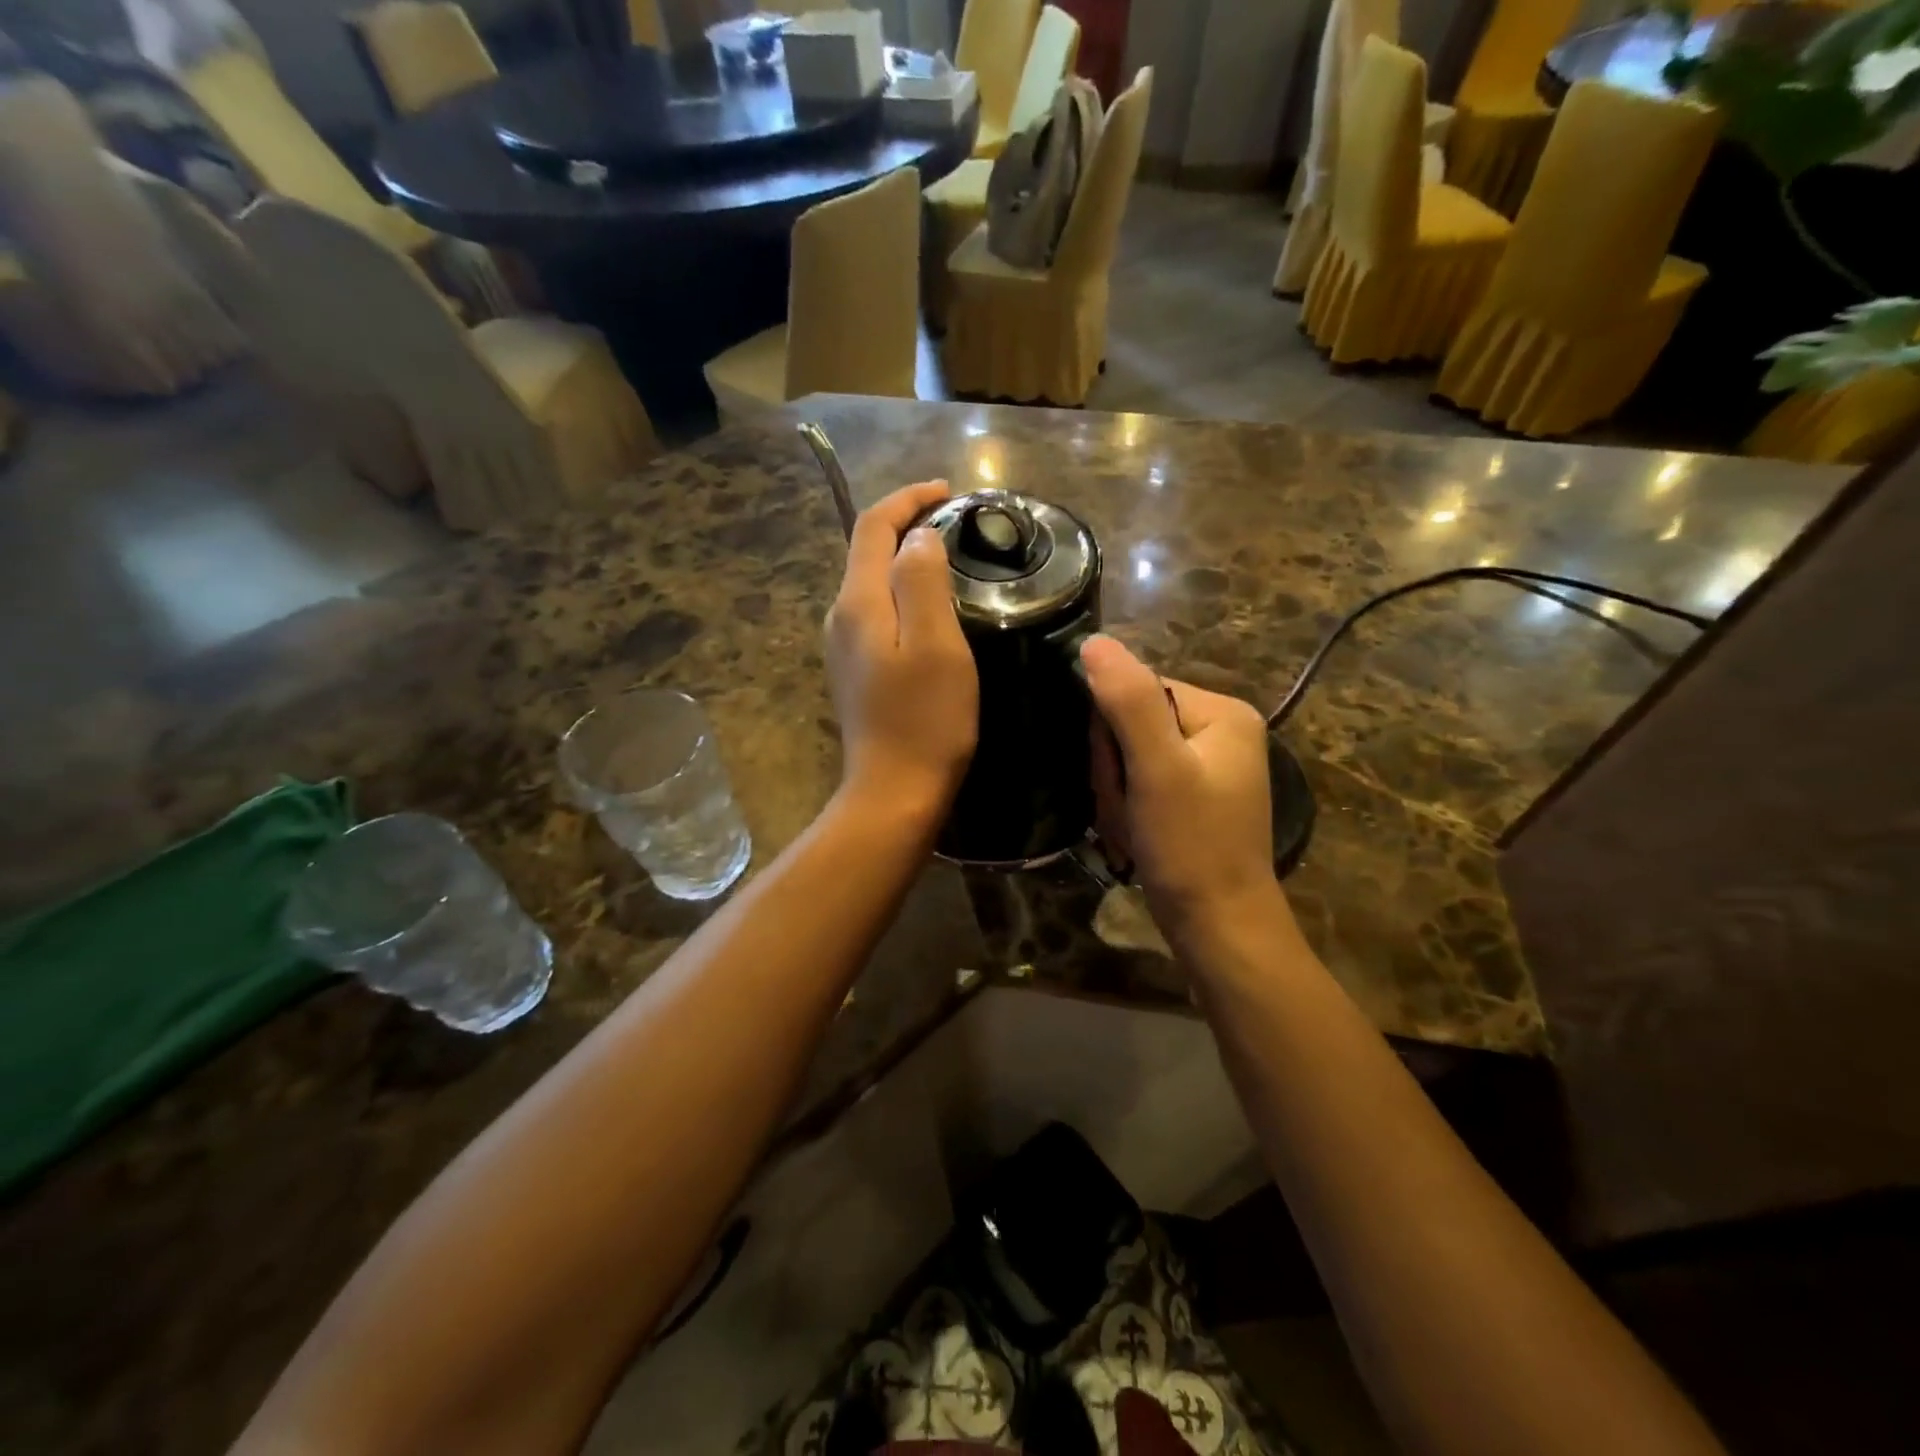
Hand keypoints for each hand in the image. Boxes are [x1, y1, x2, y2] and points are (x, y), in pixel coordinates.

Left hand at [825, 482, 978, 822]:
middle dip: (908, 526)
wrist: (894, 792)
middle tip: (959, 524)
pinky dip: (904, 594)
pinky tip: (932, 608)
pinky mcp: (857, 671)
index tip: (948, 490)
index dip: (908, 499)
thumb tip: (919, 538)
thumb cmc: (925, 720)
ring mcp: (844, 647)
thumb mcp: (936, 644)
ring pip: (873, 584)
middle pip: (868, 552)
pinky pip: (878, 614)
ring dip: (906, 561)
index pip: (873, 527)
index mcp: (858, 603)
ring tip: (951, 559)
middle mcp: (841, 617)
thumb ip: (923, 581)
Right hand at [1082, 635, 1279, 934]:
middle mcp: (1222, 731)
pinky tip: (1136, 833)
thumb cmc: (1190, 846)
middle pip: (1134, 722)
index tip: (1116, 777)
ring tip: (1131, 826)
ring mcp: (1210, 766)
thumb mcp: (1156, 769)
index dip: (1110, 733)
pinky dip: (1129, 807)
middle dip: (1115, 768)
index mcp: (1223, 713)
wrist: (1219, 927)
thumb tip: (1094, 642)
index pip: (1139, 689)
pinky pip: (1144, 781)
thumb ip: (1128, 701)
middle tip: (1126, 808)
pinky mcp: (1196, 796)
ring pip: (1132, 756)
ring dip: (1118, 792)